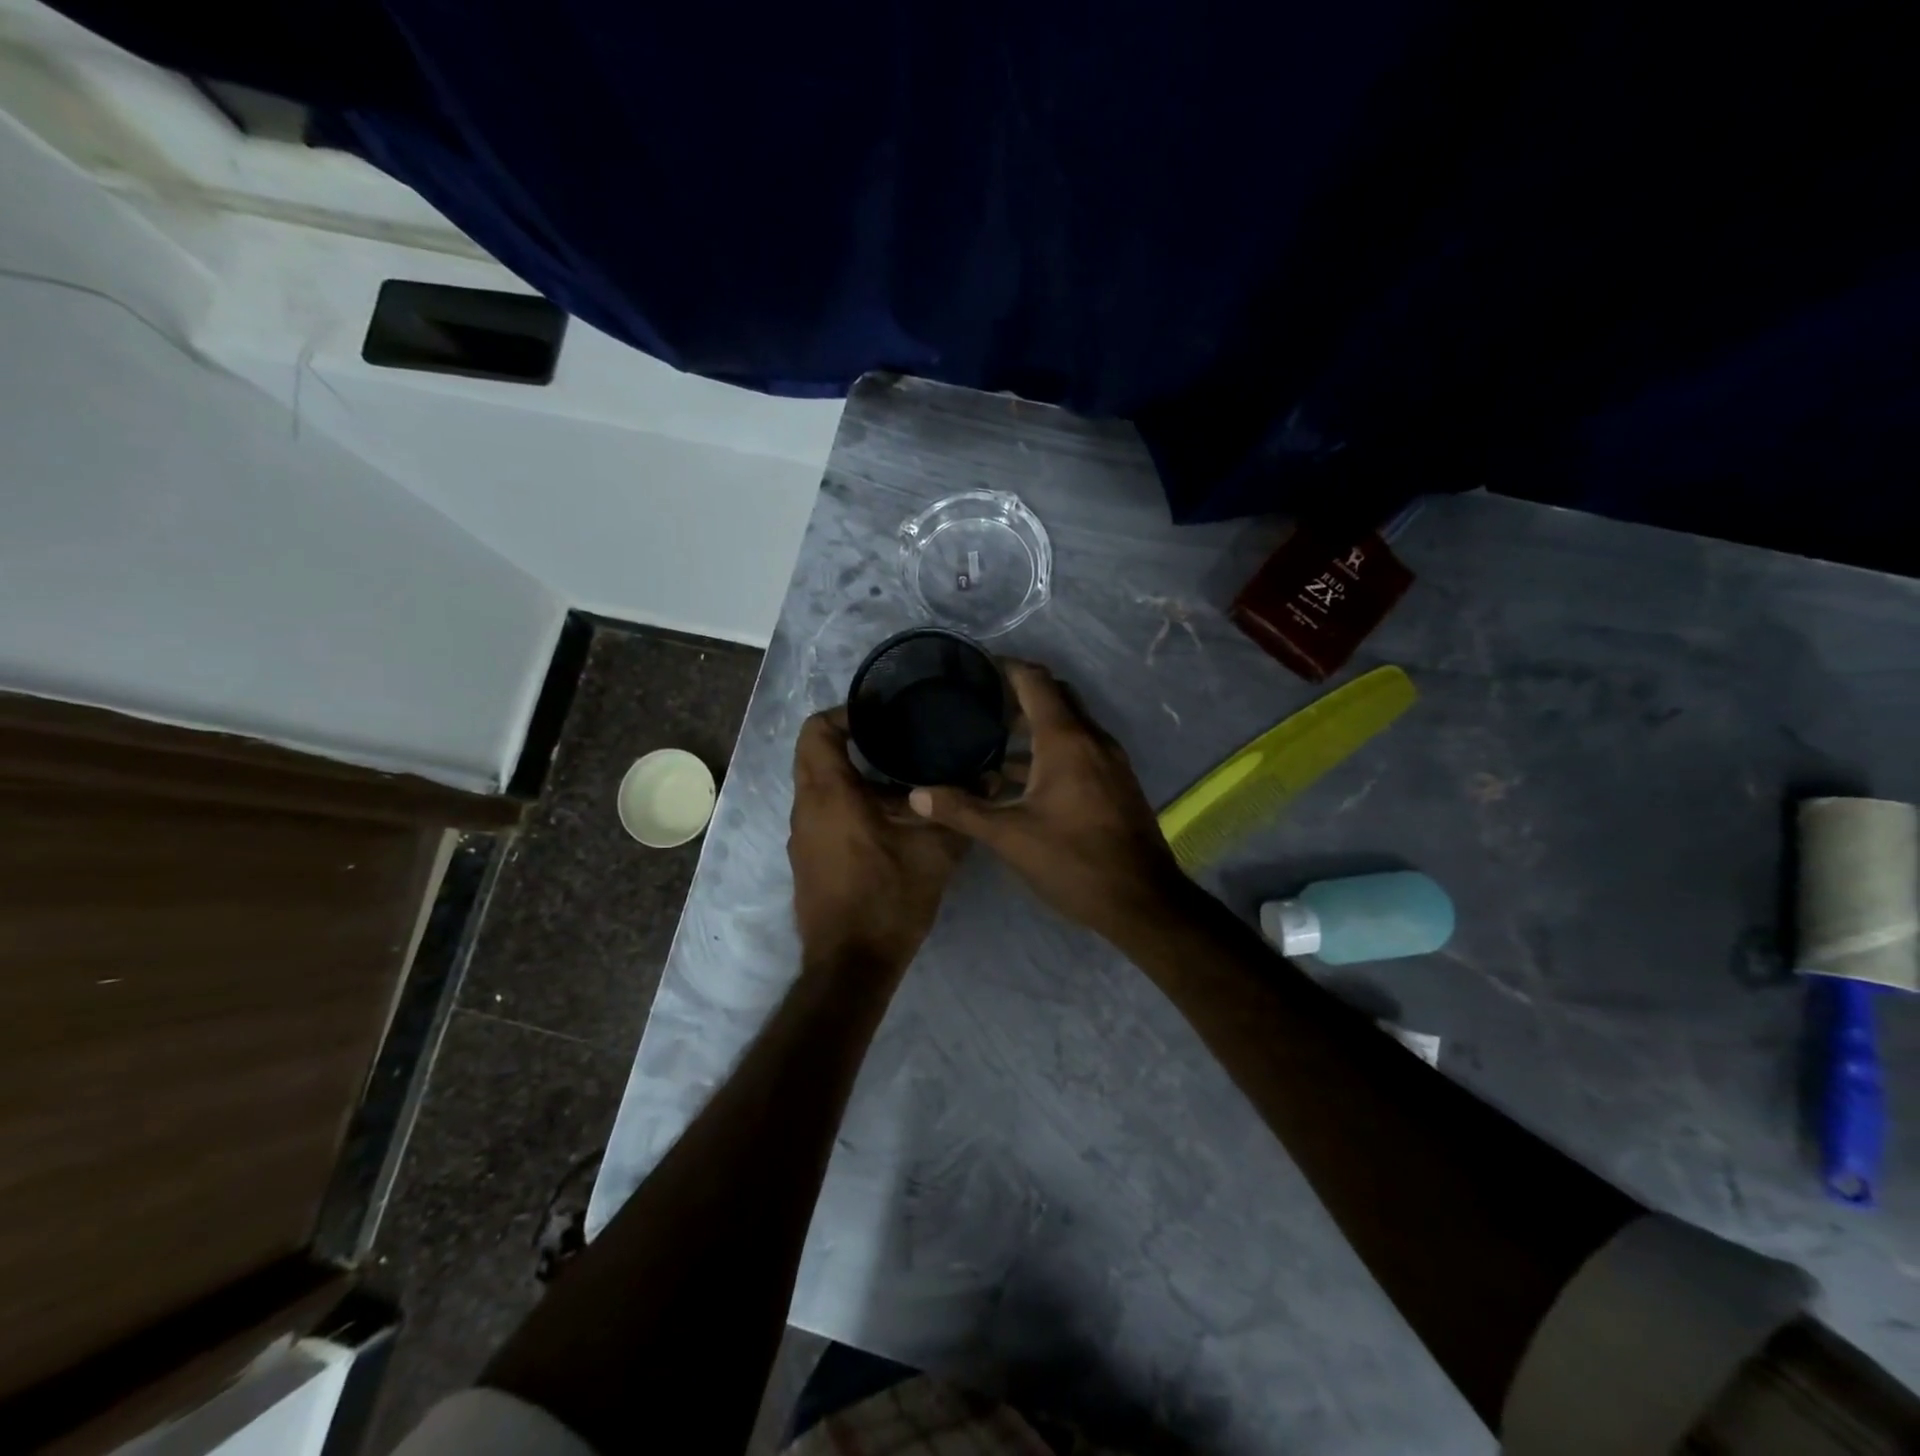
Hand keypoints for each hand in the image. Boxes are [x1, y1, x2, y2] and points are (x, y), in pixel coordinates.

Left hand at [789, 708, 969, 974]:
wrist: (850, 965)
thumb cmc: (888, 900)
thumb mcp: (934, 853)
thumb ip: (960, 811)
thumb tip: (991, 776)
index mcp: (830, 795)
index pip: (817, 730)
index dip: (846, 713)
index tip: (883, 713)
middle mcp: (806, 808)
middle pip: (816, 754)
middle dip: (851, 740)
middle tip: (897, 738)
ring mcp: (802, 835)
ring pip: (818, 784)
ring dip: (852, 774)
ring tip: (901, 775)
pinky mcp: (807, 857)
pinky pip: (821, 811)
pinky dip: (847, 800)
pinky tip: (888, 816)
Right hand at [906, 663, 1187, 942]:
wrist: (1142, 900)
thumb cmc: (1074, 861)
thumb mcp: (1010, 837)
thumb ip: (963, 811)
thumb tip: (916, 796)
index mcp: (1066, 740)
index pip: (1035, 681)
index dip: (1006, 666)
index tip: (975, 667)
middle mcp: (1092, 739)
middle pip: (1055, 696)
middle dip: (1019, 694)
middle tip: (979, 703)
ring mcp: (1110, 760)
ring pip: (1069, 725)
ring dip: (1034, 726)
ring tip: (992, 741)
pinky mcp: (1116, 782)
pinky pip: (1080, 748)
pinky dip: (1052, 750)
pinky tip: (1023, 779)